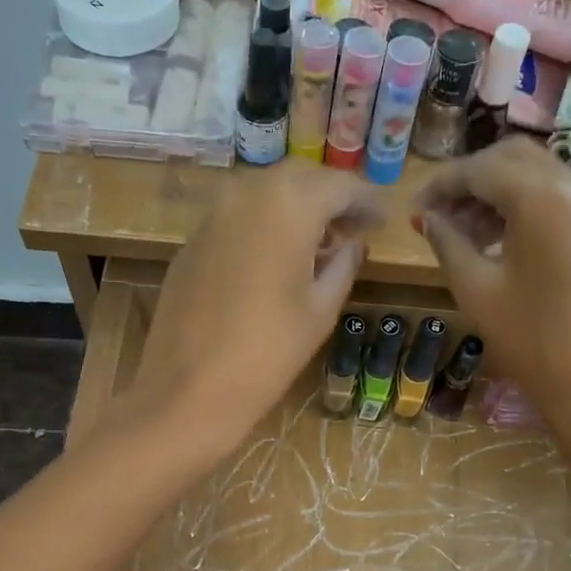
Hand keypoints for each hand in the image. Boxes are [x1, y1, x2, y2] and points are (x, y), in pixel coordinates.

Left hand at [129, 163, 382, 453]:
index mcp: (287, 203)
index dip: (366, 201)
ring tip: (319, 245)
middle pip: (300, 179)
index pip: (339, 185)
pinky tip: (277, 257)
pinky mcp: (191, 241)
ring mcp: (212, 214)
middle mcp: (246, 193)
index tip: (383, 221)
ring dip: (295, 209)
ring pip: (265, 194)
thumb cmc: (268, 352)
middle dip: (330, 198)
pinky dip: (264, 225)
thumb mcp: (320, 309)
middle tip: (354, 228)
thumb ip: (343, 265)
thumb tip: (353, 244)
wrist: (187, 390)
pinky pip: (237, 217)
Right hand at [414, 137, 570, 432]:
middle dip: (470, 178)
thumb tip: (425, 217)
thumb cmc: (530, 340)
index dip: (441, 183)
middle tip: (438, 212)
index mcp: (541, 197)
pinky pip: (554, 194)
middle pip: (511, 156)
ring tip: (460, 230)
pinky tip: (495, 237)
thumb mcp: (475, 288)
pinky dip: (520, 202)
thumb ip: (447, 241)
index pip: (480, 169)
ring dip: (495, 190)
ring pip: (534, 172)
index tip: (414, 207)